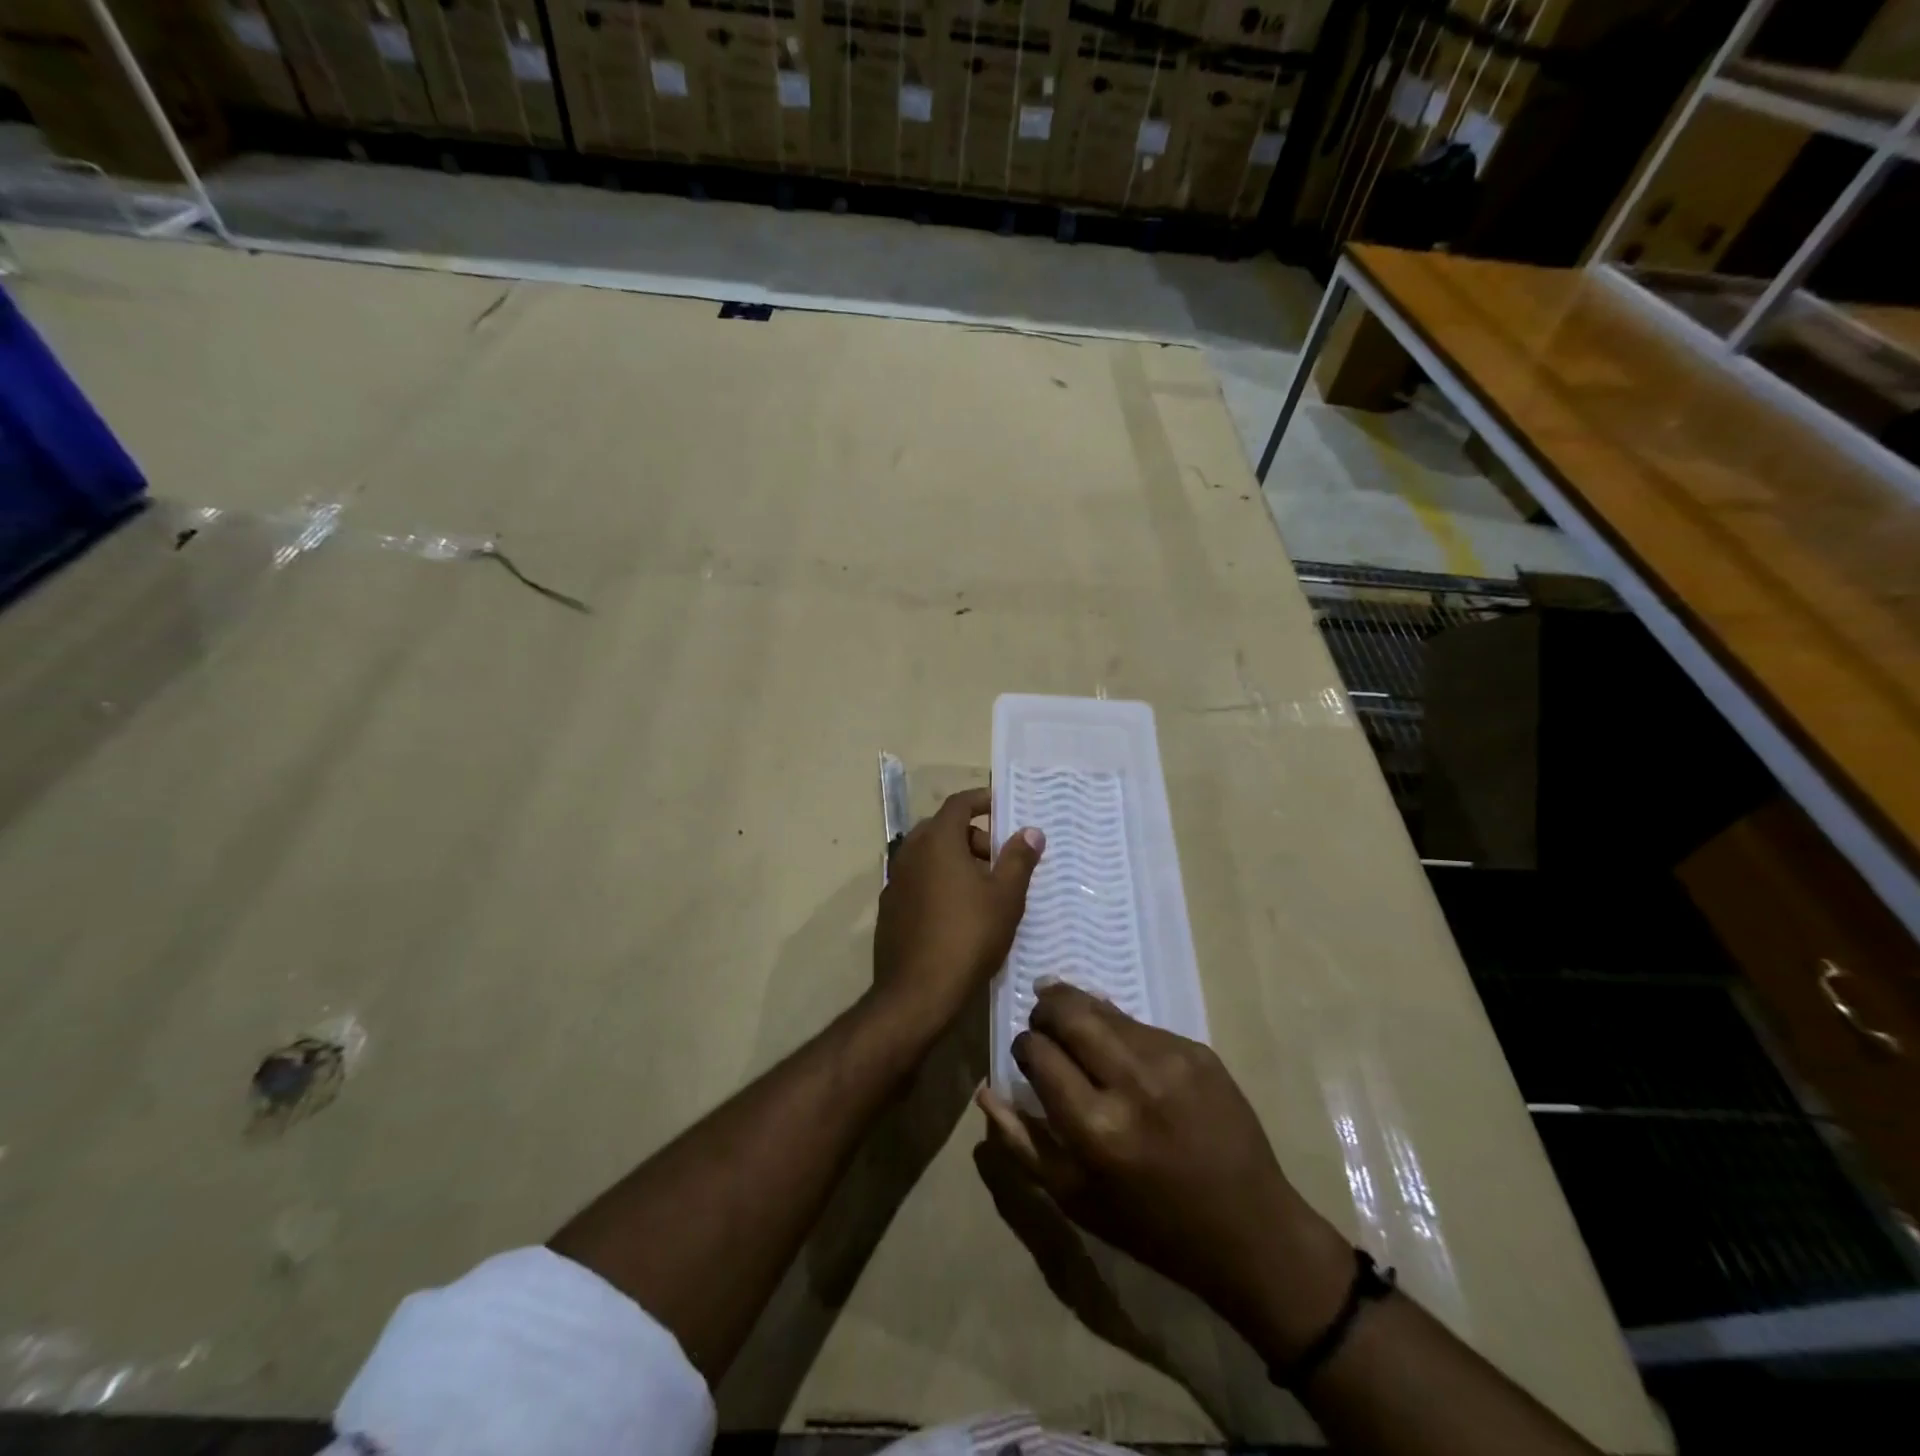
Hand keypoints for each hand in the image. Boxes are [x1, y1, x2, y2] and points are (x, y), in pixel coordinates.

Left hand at [872, 787, 1043, 1035]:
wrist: (917, 992)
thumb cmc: (968, 936)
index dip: (982, 800)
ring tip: (983, 890)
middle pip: (942, 828)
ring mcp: (894, 881)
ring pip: (928, 856)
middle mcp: (910, 852)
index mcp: (937, 841)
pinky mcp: (889, 908)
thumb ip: (1019, 858)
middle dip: (972, 836)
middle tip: (999, 860)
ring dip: (955, 860)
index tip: (1002, 808)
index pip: (958, 803)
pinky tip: (956, 913)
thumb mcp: (1006, 897)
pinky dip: (937, 881)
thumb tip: (1031, 831)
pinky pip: (917, 880)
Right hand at [978, 982, 1352, 1357]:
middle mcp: (1132, 1082)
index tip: (1025, 1053)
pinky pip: (1142, 1025)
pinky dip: (1120, 1030)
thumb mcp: (1075, 1200)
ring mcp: (1171, 1059)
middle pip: (1070, 1011)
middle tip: (1040, 1018)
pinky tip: (1121, 1051)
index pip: (1038, 1052)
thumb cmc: (1152, 1226)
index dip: (1024, 1045)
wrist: (1251, 1231)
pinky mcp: (1198, 1050)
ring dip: (1081, 1011)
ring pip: (1106, 1009)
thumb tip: (985, 1090)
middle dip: (1045, 1006)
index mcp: (1096, 1128)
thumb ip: (1022, 1142)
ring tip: (1071, 1021)